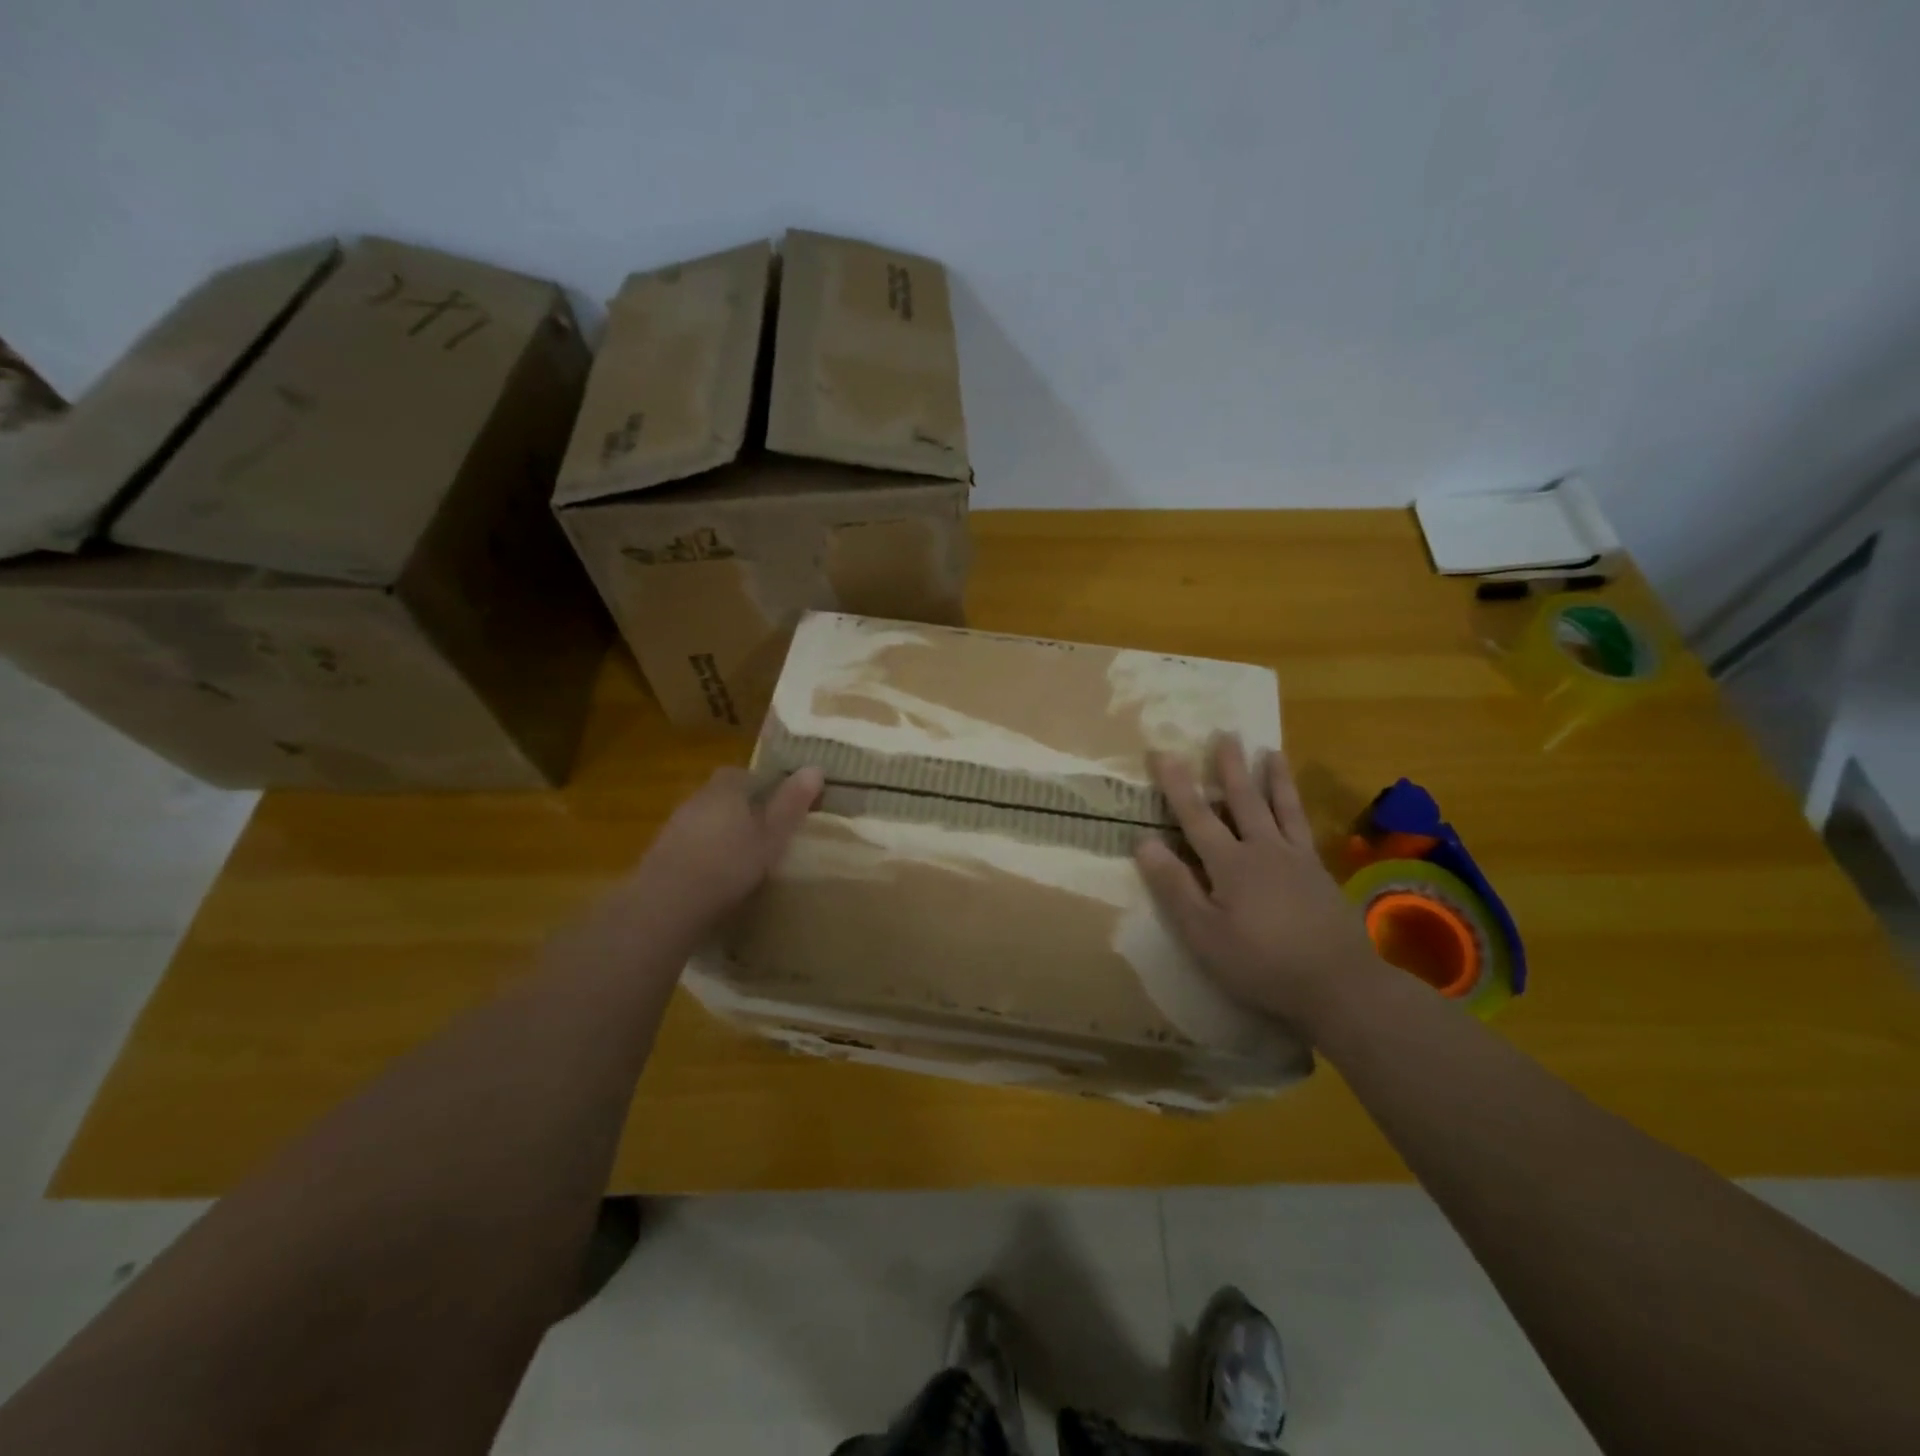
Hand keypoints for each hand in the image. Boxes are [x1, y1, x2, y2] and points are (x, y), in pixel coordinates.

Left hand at [630, 765, 823, 927]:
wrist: (668, 903)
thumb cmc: (730, 864)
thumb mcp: (773, 835)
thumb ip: (792, 803)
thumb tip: (816, 767)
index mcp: (726, 788)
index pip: (745, 773)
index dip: (763, 785)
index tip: (780, 805)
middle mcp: (697, 798)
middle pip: (723, 795)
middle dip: (742, 809)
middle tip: (766, 832)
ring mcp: (675, 826)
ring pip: (706, 820)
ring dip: (722, 831)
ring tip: (743, 856)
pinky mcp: (661, 853)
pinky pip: (691, 844)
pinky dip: (705, 852)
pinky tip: (717, 875)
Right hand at [1134, 738, 1380, 1027]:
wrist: (1341, 985)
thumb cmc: (1261, 963)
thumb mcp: (1204, 933)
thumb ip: (1175, 886)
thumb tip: (1144, 842)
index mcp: (1230, 864)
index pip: (1196, 816)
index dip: (1177, 785)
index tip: (1163, 752)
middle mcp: (1264, 850)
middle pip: (1244, 800)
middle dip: (1231, 767)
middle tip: (1227, 733)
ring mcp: (1298, 860)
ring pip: (1283, 808)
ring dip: (1273, 778)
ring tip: (1272, 752)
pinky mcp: (1322, 876)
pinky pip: (1305, 829)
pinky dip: (1298, 809)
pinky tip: (1298, 808)